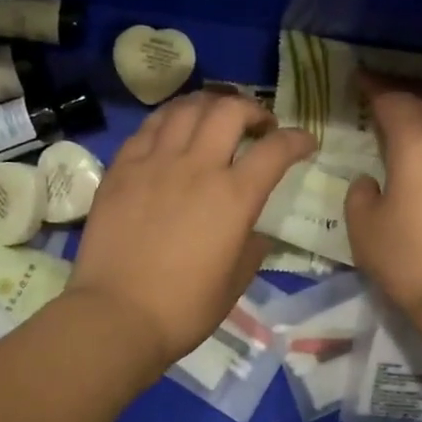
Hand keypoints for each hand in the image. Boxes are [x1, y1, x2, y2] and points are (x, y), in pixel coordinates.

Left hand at [69, 92, 315, 365]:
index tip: (305, 142)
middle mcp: (197, 167)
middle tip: (258, 125)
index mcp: (234, 197)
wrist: (116, 315)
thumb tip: (253, 231)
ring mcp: (155, 162)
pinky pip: (149, 127)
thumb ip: (251, 247)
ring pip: (186, 109)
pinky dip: (170, 120)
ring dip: (209, 105)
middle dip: (252, 109)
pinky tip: (173, 132)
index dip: (297, 139)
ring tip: (215, 117)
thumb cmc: (184, 308)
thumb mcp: (236, 282)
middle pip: (229, 110)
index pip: (276, 149)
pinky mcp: (122, 168)